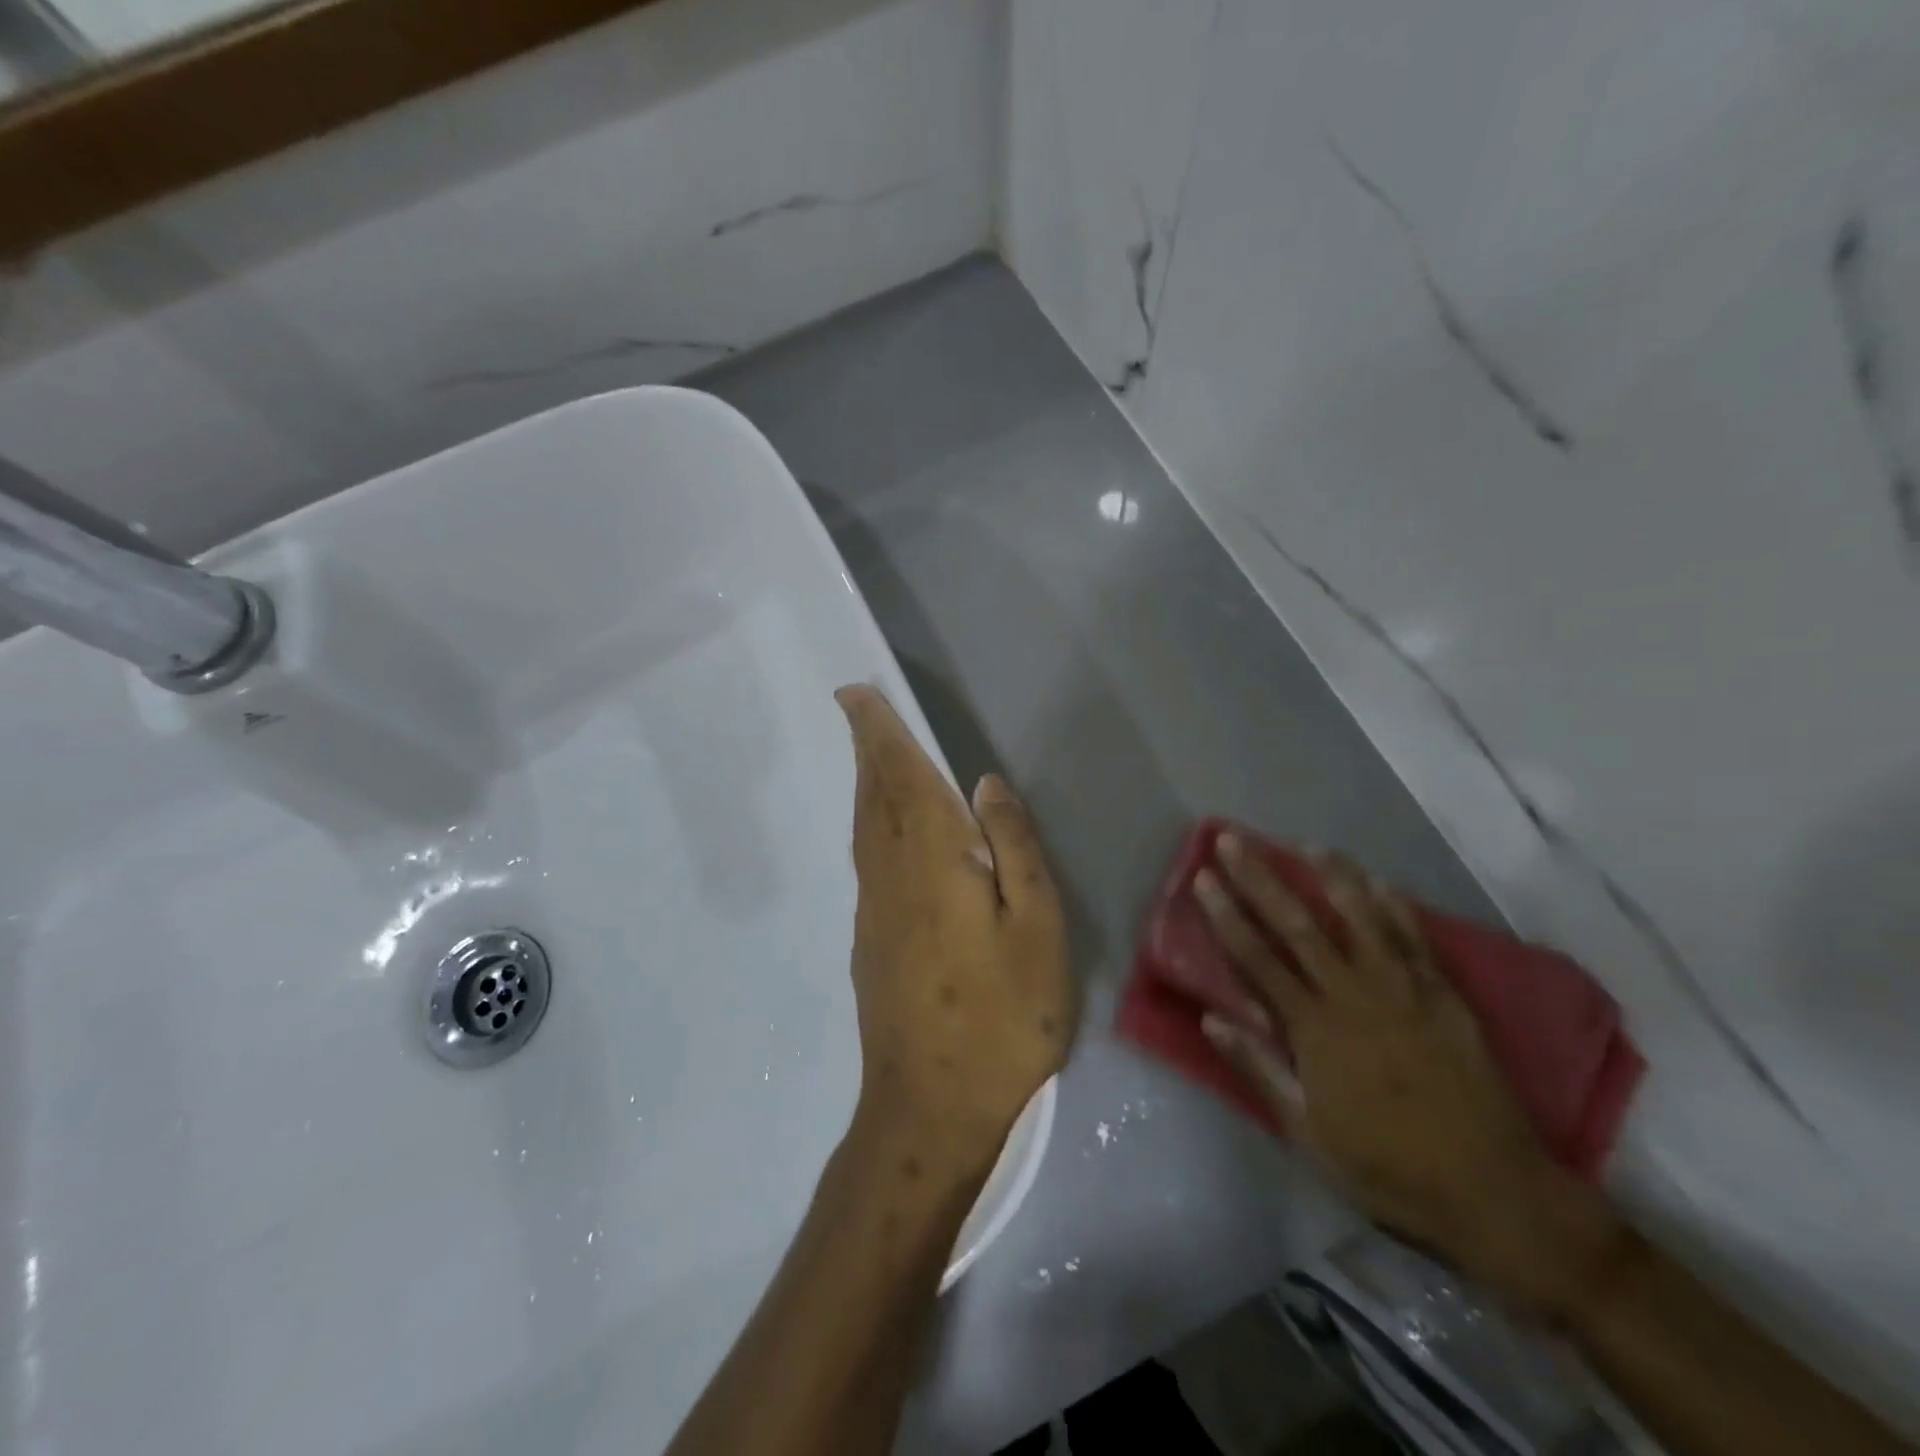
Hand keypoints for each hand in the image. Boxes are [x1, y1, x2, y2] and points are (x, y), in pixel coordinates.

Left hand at [836, 685, 1074, 1176]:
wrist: (930, 1108)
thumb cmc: (1002, 1017)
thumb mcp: (1036, 929)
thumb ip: (1015, 849)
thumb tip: (986, 784)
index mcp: (931, 861)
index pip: (899, 777)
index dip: (878, 732)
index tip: (855, 694)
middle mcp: (889, 875)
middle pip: (872, 795)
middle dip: (866, 747)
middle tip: (858, 708)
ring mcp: (873, 911)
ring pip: (864, 828)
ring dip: (866, 783)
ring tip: (872, 756)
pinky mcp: (869, 942)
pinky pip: (868, 859)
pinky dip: (872, 823)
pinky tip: (886, 830)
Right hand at [1196, 834, 1618, 1310]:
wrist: (1494, 1192)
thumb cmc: (1386, 1167)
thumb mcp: (1307, 1132)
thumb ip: (1258, 1069)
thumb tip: (1211, 1017)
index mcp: (1315, 1028)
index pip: (1257, 957)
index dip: (1226, 914)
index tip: (1204, 877)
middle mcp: (1354, 996)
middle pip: (1297, 925)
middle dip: (1260, 878)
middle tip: (1234, 840)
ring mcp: (1404, 991)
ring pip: (1360, 919)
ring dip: (1329, 877)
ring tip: (1306, 844)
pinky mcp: (1445, 998)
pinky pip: (1416, 940)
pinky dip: (1395, 907)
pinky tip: (1379, 881)